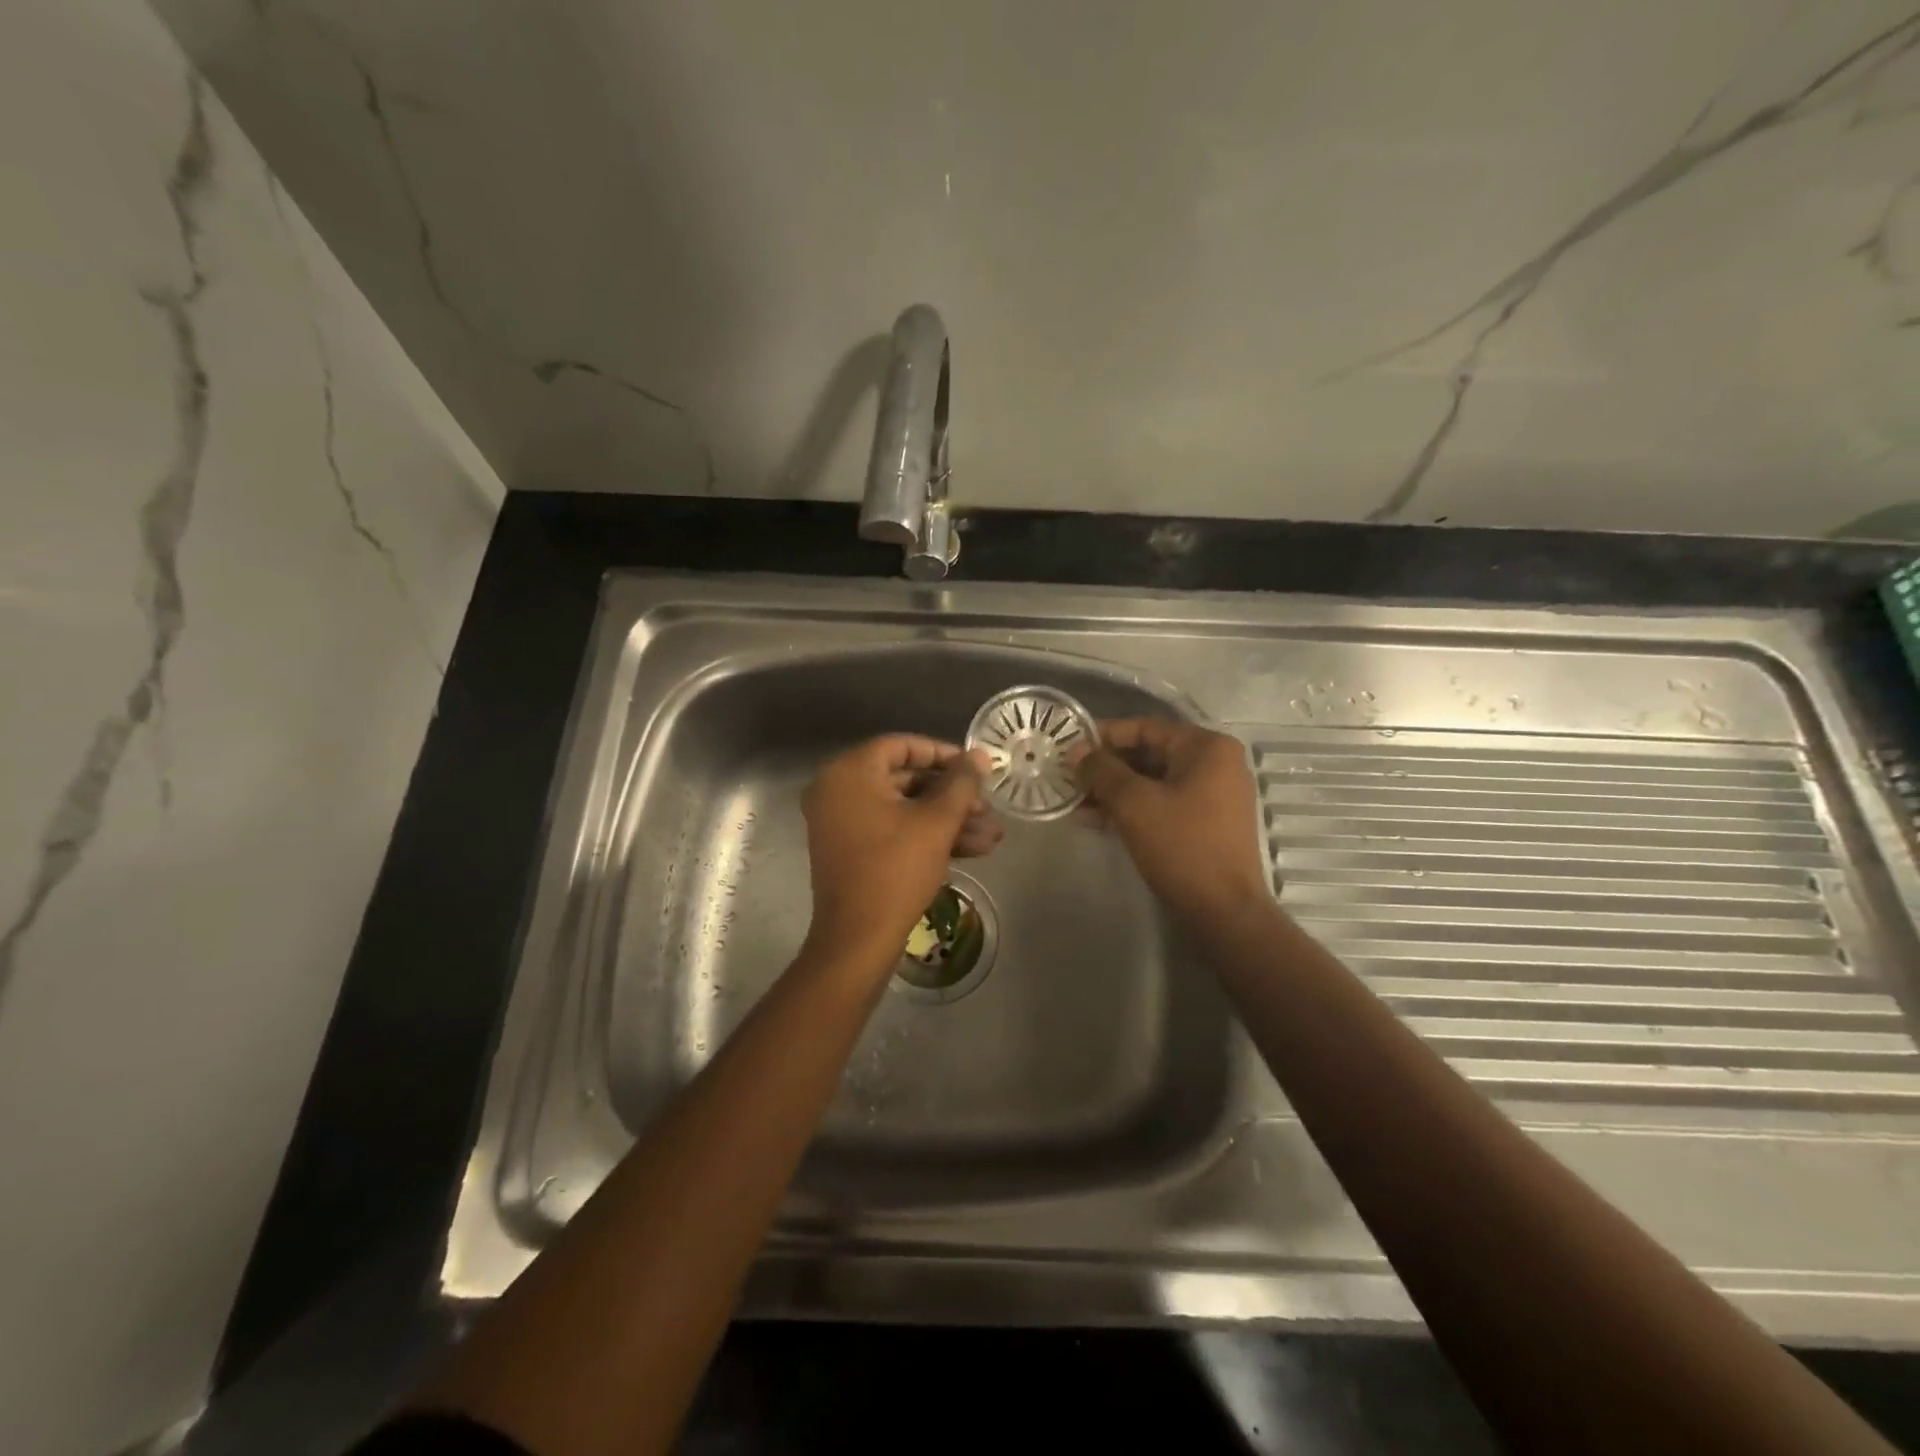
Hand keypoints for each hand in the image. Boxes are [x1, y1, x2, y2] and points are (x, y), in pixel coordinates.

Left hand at [800, 735, 1001, 972]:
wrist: (858, 939)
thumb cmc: (896, 870)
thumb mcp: (936, 822)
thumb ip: (961, 783)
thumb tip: (979, 756)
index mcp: (849, 772)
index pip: (902, 746)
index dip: (944, 754)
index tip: (976, 768)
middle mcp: (837, 790)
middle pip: (905, 779)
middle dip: (953, 796)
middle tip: (988, 807)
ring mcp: (841, 822)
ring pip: (904, 809)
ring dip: (948, 820)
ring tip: (992, 835)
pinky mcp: (851, 850)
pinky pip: (892, 830)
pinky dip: (927, 836)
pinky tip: (973, 849)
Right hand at [1073, 718, 1269, 923]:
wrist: (1224, 911)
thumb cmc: (1181, 846)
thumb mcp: (1134, 803)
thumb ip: (1102, 771)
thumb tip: (1076, 752)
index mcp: (1206, 748)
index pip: (1146, 727)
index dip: (1104, 735)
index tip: (1070, 747)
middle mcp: (1215, 764)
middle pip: (1149, 754)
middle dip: (1106, 767)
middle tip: (1068, 776)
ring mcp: (1213, 795)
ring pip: (1152, 782)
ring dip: (1113, 790)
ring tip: (1075, 801)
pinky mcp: (1206, 823)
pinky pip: (1162, 803)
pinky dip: (1132, 808)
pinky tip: (1096, 820)